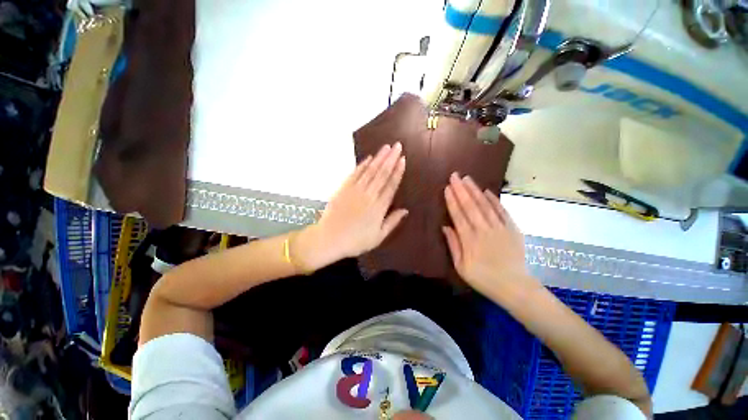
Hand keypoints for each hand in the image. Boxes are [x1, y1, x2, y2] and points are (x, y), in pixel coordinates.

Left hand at [295, 143, 407, 269]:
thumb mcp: (378, 237)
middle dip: (391, 159)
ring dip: (379, 158)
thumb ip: (392, 222)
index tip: (403, 159)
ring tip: (386, 147)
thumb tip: (405, 210)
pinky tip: (368, 157)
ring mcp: (355, 190)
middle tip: (398, 146)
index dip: (398, 172)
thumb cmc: (355, 241)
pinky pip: (355, 174)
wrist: (329, 239)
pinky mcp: (344, 188)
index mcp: (379, 207)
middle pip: (382, 174)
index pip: (391, 185)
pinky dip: (362, 164)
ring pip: (370, 171)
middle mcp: (369, 195)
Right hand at [443, 173, 538, 297]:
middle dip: (461, 189)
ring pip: (485, 205)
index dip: (452, 200)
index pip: (458, 215)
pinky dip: (494, 200)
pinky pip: (502, 211)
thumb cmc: (483, 278)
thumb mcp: (461, 266)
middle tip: (454, 176)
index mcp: (469, 239)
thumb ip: (453, 245)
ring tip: (467, 178)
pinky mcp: (512, 228)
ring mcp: (499, 227)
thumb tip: (445, 226)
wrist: (514, 286)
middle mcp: (483, 229)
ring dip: (475, 190)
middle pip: (470, 206)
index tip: (446, 188)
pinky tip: (487, 191)